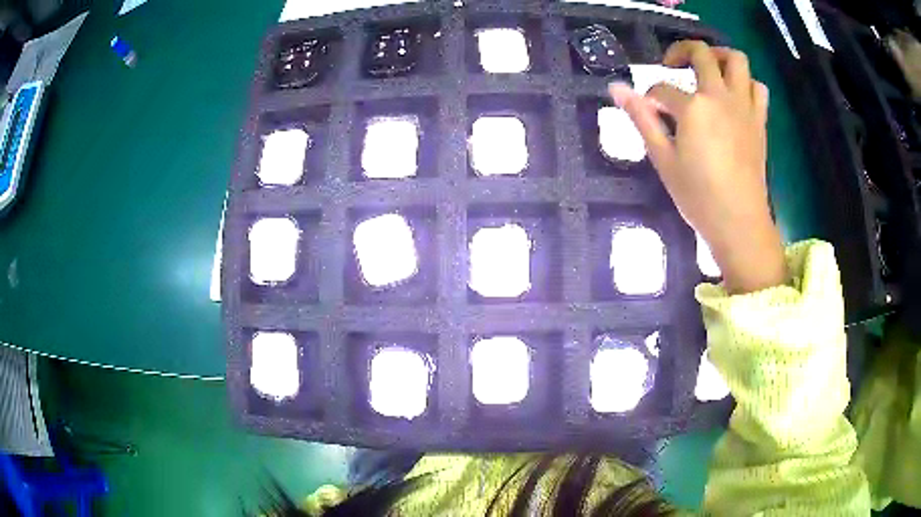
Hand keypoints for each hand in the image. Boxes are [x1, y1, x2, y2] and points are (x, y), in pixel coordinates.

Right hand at [609, 41, 785, 293]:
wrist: (739, 223)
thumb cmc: (698, 197)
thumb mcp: (663, 159)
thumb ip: (641, 119)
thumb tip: (616, 88)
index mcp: (693, 108)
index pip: (663, 89)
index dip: (651, 98)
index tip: (649, 112)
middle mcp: (720, 97)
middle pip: (701, 53)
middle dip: (680, 52)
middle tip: (671, 65)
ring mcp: (743, 107)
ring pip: (736, 60)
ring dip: (719, 57)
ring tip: (708, 70)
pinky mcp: (759, 120)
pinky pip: (757, 87)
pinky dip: (745, 83)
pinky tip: (734, 97)